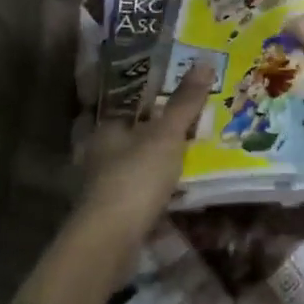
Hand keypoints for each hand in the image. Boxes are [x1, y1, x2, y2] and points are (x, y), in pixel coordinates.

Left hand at [79, 61, 213, 226]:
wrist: (110, 241)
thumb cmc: (135, 177)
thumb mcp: (166, 135)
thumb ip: (184, 103)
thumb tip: (204, 61)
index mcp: (105, 126)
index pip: (125, 102)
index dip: (148, 95)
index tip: (173, 90)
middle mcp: (99, 151)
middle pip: (129, 133)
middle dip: (153, 128)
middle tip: (188, 120)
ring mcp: (103, 183)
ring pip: (133, 162)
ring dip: (155, 159)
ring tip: (189, 151)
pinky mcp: (113, 211)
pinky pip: (139, 189)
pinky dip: (156, 186)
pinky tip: (177, 187)